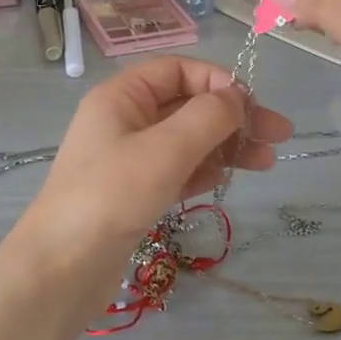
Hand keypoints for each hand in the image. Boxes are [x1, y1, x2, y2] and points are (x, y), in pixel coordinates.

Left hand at [23, 57, 293, 260]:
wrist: (61, 268)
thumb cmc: (110, 197)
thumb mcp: (164, 150)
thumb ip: (206, 117)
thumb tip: (235, 96)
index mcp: (121, 97)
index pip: (176, 70)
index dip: (216, 81)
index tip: (252, 105)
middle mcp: (123, 120)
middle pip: (186, 105)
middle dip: (232, 117)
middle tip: (279, 135)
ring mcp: (127, 159)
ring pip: (185, 140)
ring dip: (224, 146)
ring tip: (267, 162)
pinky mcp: (132, 193)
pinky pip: (175, 170)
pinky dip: (202, 170)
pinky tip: (226, 180)